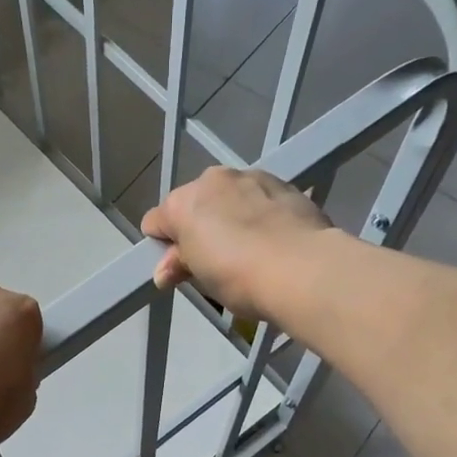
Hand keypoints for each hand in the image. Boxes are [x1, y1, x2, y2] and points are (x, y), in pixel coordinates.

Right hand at [141, 167, 331, 321]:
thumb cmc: (238, 276)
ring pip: (229, 196)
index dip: (163, 246)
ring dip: (231, 216)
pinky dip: (260, 213)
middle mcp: (213, 180)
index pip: (155, 221)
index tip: (178, 268)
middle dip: (199, 227)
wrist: (301, 267)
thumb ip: (179, 266)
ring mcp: (250, 177)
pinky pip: (260, 197)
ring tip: (249, 248)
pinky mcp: (284, 184)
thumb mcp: (201, 278)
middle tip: (215, 261)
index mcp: (183, 202)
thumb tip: (164, 271)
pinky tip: (273, 238)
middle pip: (194, 204)